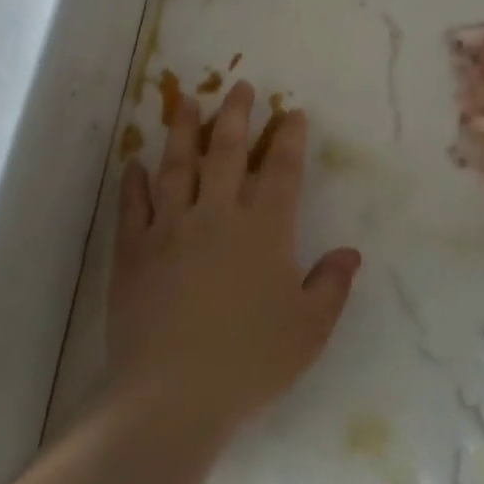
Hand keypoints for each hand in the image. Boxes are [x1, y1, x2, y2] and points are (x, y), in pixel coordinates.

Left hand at [106, 81, 361, 437]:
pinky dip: (133, 182)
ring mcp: (171, 227)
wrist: (173, 397)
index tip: (292, 111)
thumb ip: (331, 286)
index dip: (288, 137)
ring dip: (183, 130)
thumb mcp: (308, 331)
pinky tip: (133, 163)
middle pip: (226, 150)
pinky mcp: (134, 250)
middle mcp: (217, 214)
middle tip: (239, 85)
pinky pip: (133, 205)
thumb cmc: (249, 362)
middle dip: (236, 114)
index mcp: (263, 229)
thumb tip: (350, 252)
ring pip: (177, 165)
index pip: (281, 169)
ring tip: (187, 101)